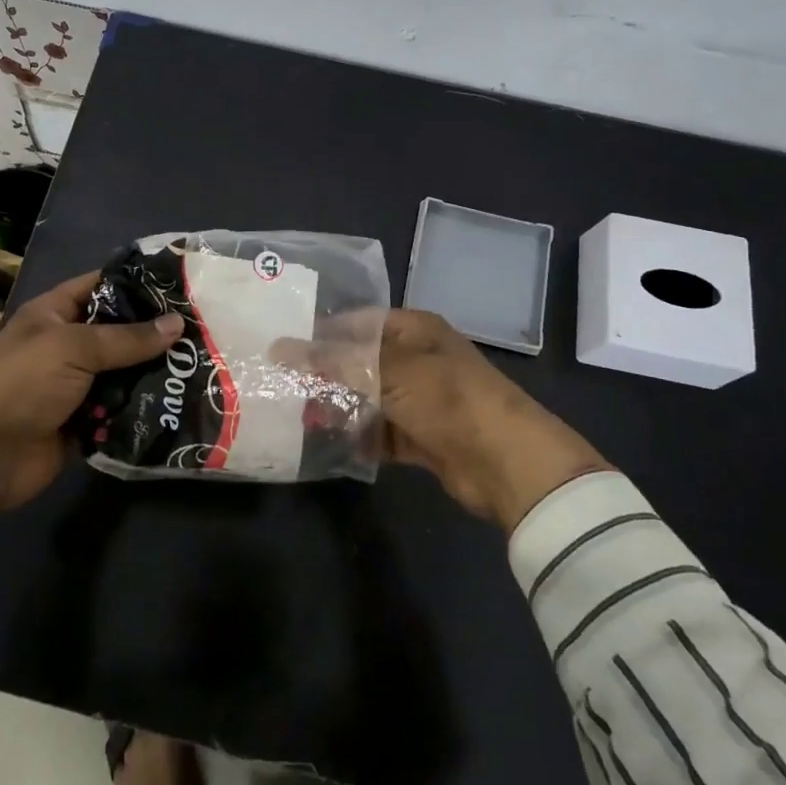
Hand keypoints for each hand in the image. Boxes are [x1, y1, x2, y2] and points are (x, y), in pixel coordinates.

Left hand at [0, 272, 182, 515]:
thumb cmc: (22, 384)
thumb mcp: (73, 348)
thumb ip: (127, 337)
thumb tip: (177, 323)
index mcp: (54, 314)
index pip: (101, 285)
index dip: (137, 282)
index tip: (181, 284)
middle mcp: (68, 345)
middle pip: (119, 331)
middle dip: (156, 332)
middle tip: (205, 328)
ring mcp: (77, 385)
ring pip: (125, 371)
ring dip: (155, 371)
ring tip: (203, 364)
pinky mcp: (86, 420)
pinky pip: (122, 408)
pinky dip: (144, 406)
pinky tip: (183, 400)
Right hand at [278, 310, 608, 531]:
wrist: (506, 462)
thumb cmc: (447, 399)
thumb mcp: (387, 371)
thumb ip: (333, 361)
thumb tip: (279, 347)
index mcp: (414, 330)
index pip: (358, 323)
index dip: (322, 333)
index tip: (282, 348)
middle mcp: (416, 359)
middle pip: (360, 362)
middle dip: (325, 375)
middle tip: (282, 387)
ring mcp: (420, 400)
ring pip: (368, 399)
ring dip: (339, 408)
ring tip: (297, 417)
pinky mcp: (421, 437)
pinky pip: (380, 432)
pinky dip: (359, 437)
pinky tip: (327, 444)